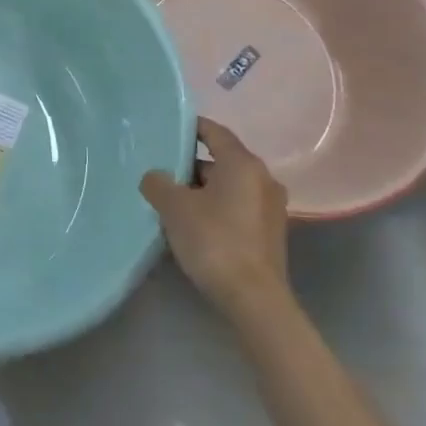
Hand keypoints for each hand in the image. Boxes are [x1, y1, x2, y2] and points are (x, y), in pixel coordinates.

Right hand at [140, 117, 289, 315]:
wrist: (253, 298)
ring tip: (171, 201)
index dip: (190, 127)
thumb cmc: (213, 240)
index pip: (215, 132)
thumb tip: (155, 176)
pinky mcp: (269, 233)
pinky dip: (215, 208)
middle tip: (160, 172)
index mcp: (243, 164)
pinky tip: (192, 225)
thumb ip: (158, 183)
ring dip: (201, 190)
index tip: (166, 129)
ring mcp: (270, 207)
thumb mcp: (174, 207)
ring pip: (228, 186)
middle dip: (190, 165)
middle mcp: (263, 179)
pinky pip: (236, 207)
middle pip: (221, 161)